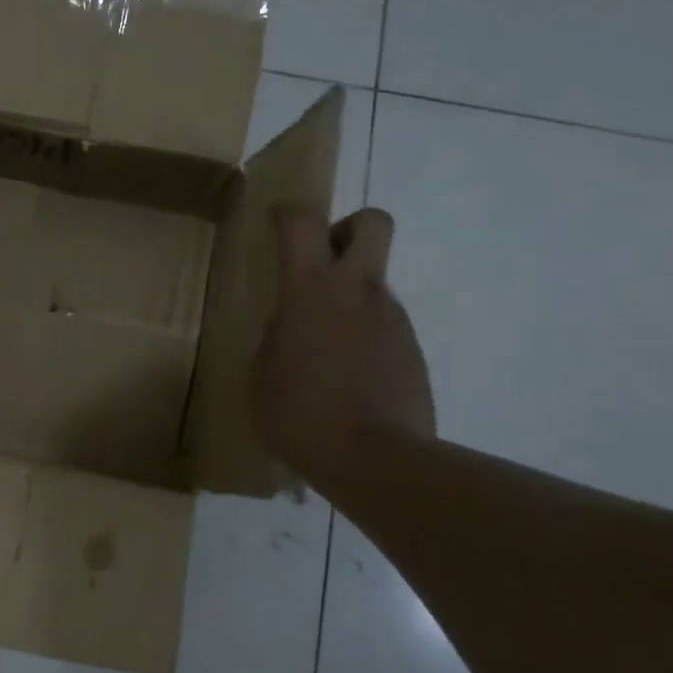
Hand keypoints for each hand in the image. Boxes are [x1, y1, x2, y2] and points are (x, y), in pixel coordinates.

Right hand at [251, 206, 434, 470]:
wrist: (373, 458)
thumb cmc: (299, 414)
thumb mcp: (261, 375)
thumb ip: (275, 337)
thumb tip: (291, 326)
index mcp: (310, 290)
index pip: (302, 222)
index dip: (287, 214)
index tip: (276, 224)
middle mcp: (357, 291)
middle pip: (372, 223)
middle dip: (346, 229)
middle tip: (321, 264)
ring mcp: (392, 319)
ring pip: (374, 283)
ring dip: (350, 298)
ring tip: (323, 350)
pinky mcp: (412, 349)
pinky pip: (383, 325)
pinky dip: (364, 337)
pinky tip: (346, 377)